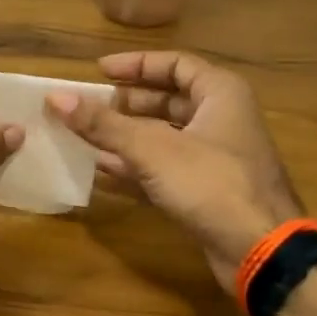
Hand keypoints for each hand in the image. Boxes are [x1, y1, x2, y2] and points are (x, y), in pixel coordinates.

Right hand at [47, 51, 302, 293]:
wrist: (260, 251)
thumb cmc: (211, 184)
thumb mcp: (152, 149)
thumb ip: (103, 124)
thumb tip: (56, 97)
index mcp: (220, 94)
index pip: (174, 64)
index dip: (135, 65)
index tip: (98, 71)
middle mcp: (221, 119)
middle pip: (167, 100)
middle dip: (125, 104)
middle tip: (88, 106)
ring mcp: (215, 157)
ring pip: (163, 136)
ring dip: (125, 137)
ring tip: (85, 136)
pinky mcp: (206, 190)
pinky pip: (164, 168)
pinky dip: (136, 167)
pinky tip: (101, 170)